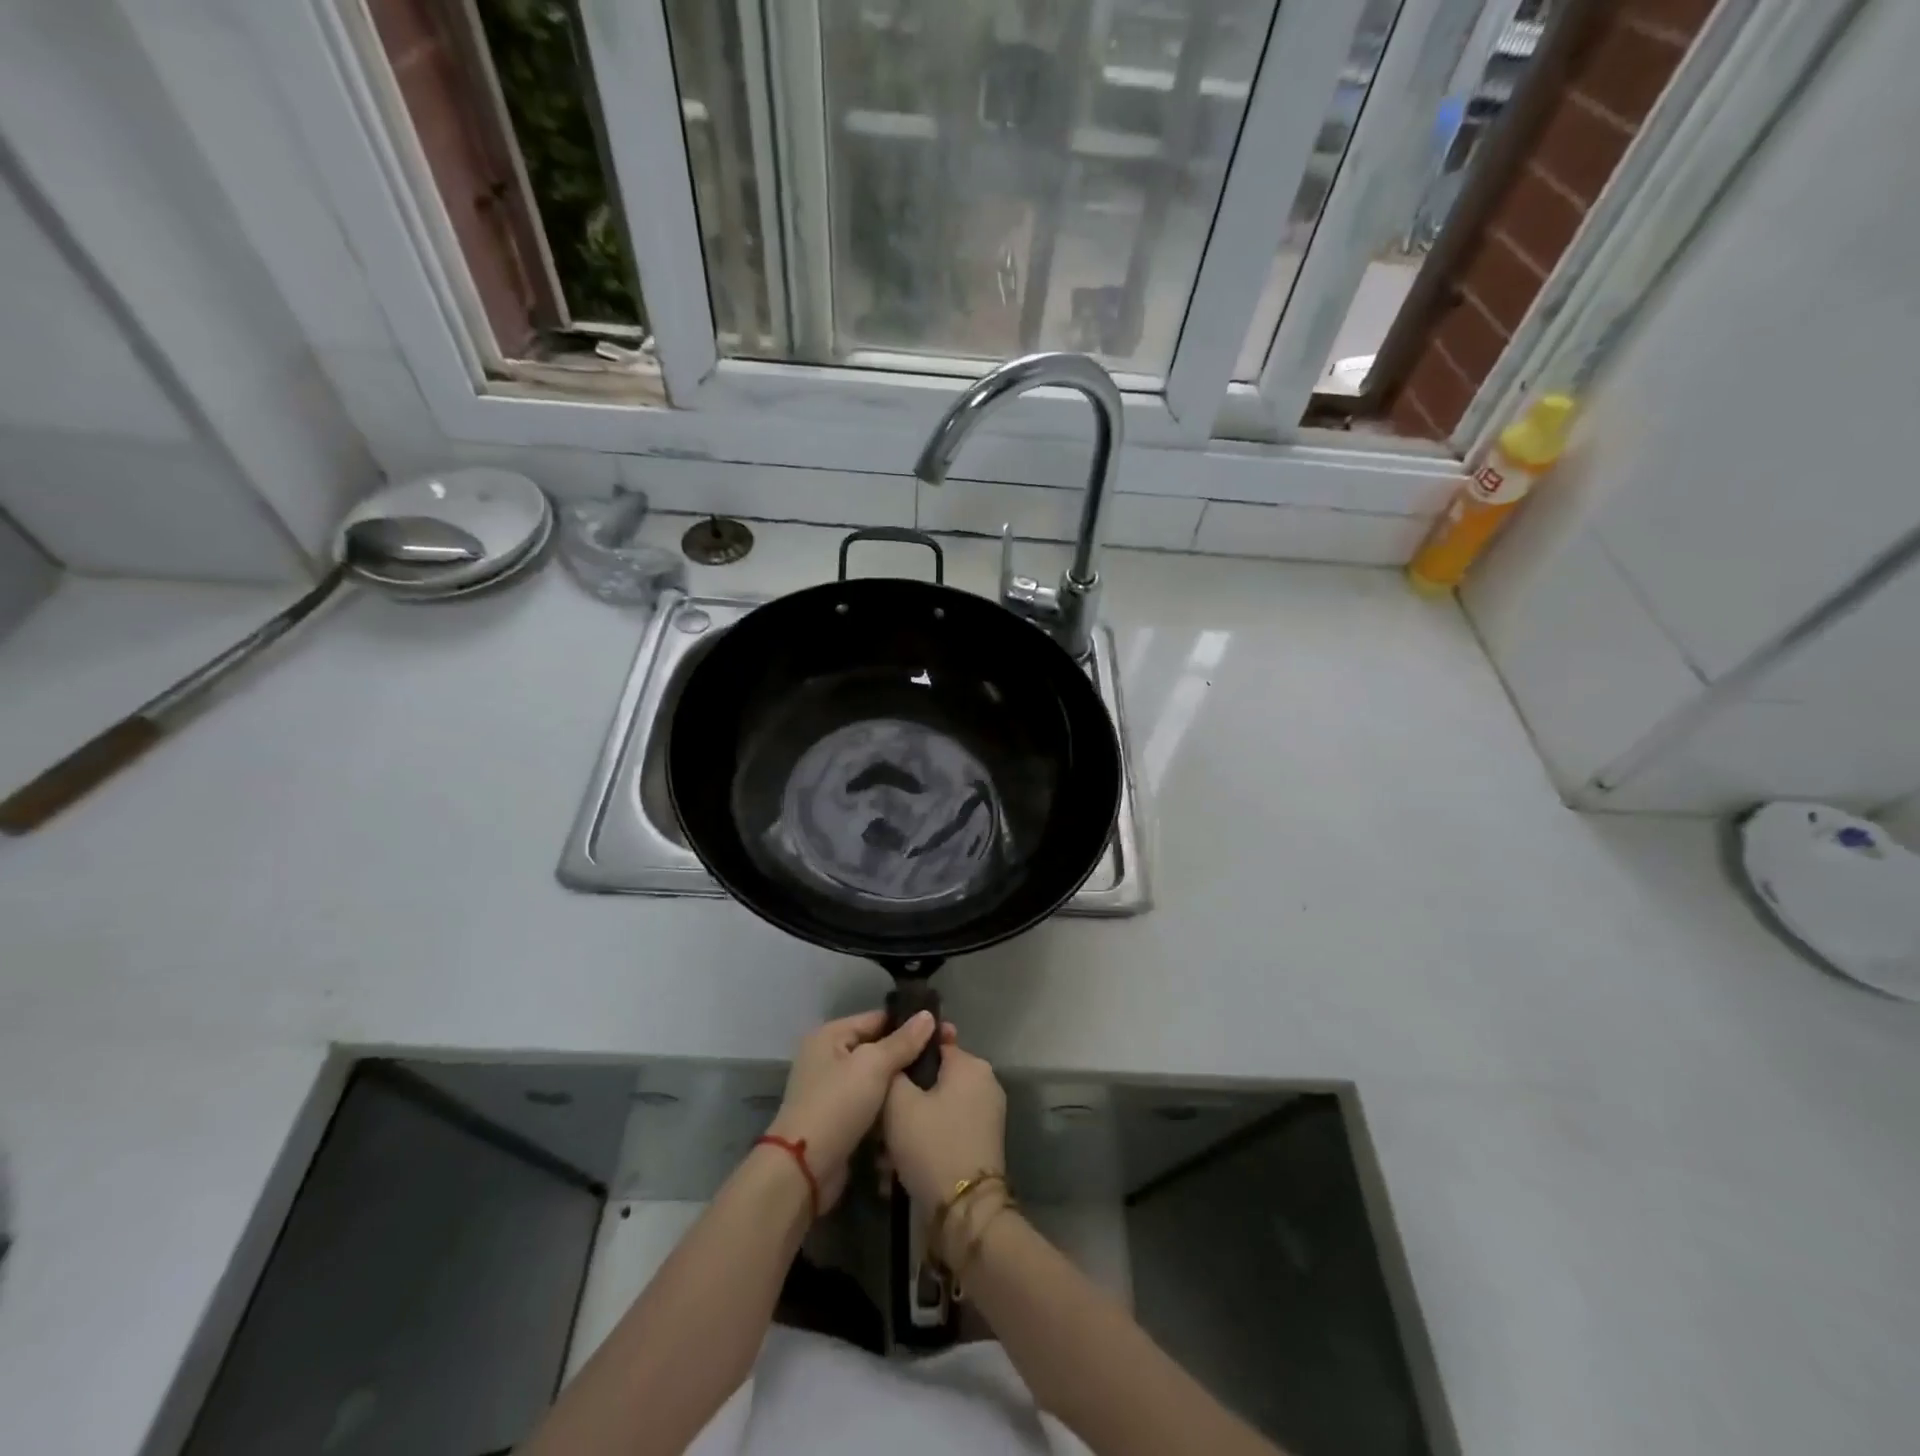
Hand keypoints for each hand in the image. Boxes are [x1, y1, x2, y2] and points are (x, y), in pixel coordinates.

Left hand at [766, 1010, 940, 1212]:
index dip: (909, 1024)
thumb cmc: (837, 1105)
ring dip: (900, 1085)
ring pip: (877, 1079)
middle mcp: (828, 1057)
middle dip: (908, 1056)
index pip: (877, 1019)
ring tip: (936, 1084)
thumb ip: (903, 1041)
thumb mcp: (873, 1065)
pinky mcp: (840, 1120)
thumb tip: (928, 1014)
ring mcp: (833, 1090)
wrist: (804, 1170)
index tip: (944, 1031)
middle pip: (877, 1049)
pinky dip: (888, 1107)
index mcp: (829, 1035)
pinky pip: (871, 1104)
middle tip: (944, 1059)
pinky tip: (915, 1109)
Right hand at [882, 1038, 1006, 1211]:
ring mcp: (987, 1114)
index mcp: (971, 1065)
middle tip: (879, 1121)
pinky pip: (947, 1129)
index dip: (905, 1057)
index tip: (882, 1075)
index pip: (932, 1044)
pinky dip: (925, 1141)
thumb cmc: (931, 1144)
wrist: (965, 1212)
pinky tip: (898, 1166)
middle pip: (934, 1080)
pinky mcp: (983, 1143)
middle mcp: (985, 1083)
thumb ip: (894, 1069)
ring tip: (884, 1153)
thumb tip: (897, 1056)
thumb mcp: (899, 1102)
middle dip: (905, 1099)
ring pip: (937, 1108)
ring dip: (911, 1125)